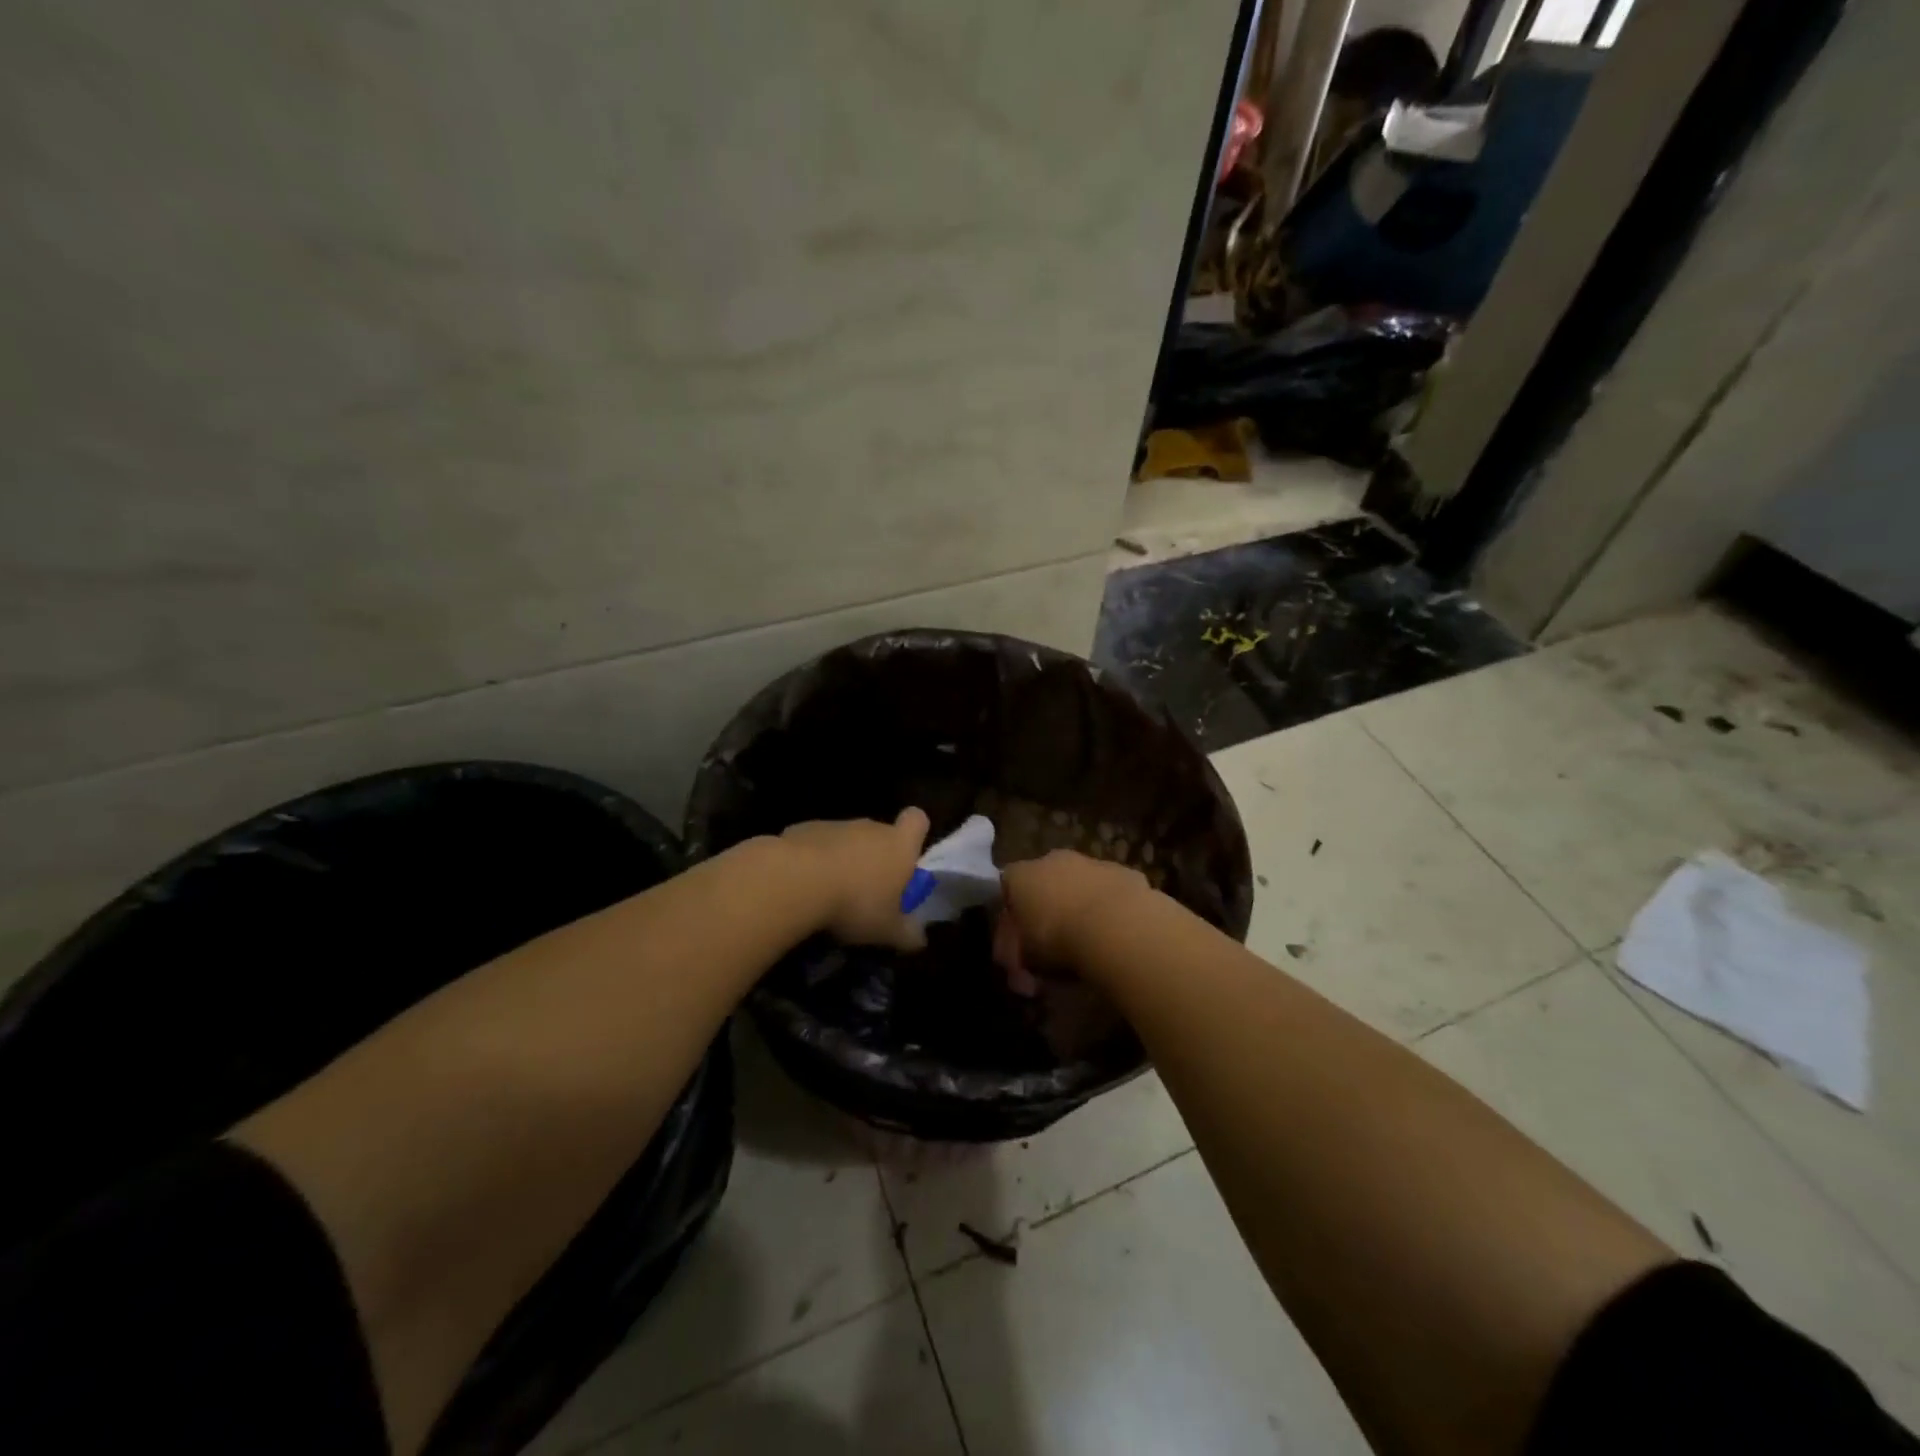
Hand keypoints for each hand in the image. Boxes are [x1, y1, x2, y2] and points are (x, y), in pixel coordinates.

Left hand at [780, 808, 930, 951]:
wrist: (796, 881)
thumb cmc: (855, 903)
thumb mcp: (887, 931)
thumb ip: (907, 934)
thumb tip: (919, 939)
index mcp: (899, 845)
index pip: (917, 820)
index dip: (914, 834)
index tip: (906, 858)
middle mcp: (870, 828)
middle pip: (880, 834)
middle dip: (875, 858)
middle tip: (867, 892)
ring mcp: (835, 825)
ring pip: (846, 840)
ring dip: (842, 861)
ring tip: (830, 895)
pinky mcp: (803, 829)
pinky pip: (816, 844)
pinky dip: (812, 861)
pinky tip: (803, 887)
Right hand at [996, 850, 1151, 991]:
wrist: (1118, 926)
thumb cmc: (1058, 940)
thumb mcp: (1026, 959)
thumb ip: (1018, 956)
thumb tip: (1020, 965)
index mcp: (1021, 875)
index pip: (1007, 889)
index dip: (1011, 919)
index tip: (1019, 947)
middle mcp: (1053, 860)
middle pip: (1044, 884)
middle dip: (1046, 914)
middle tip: (1054, 951)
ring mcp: (1091, 863)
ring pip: (1079, 887)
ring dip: (1079, 910)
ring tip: (1089, 948)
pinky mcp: (1125, 873)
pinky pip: (1109, 894)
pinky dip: (1109, 911)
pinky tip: (1115, 937)